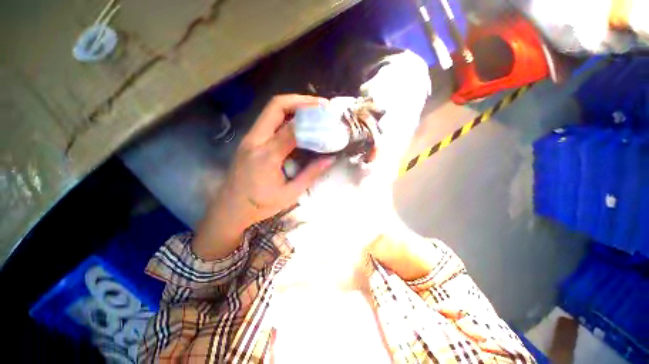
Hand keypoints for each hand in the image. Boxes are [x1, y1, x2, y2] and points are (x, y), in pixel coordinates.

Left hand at [193, 95, 334, 259]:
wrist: (230, 208)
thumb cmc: (260, 205)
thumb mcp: (290, 193)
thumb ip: (310, 174)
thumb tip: (329, 159)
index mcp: (267, 156)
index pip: (291, 129)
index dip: (311, 120)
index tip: (327, 116)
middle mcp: (255, 141)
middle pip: (275, 106)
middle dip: (300, 101)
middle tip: (321, 105)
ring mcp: (250, 138)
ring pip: (271, 110)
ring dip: (293, 106)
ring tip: (313, 110)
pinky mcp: (249, 140)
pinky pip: (268, 120)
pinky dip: (286, 115)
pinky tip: (298, 123)